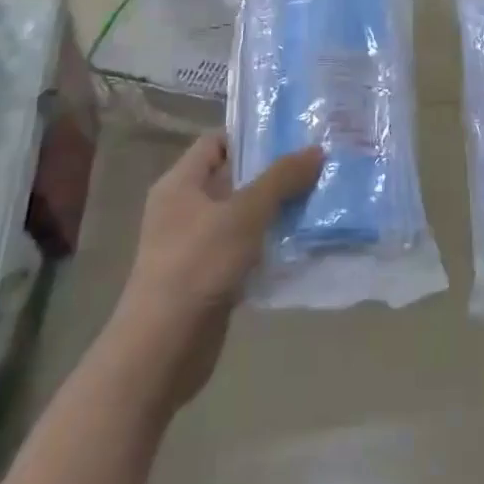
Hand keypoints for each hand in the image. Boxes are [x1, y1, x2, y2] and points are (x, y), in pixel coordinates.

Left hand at [109, 133, 323, 415]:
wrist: (163, 349)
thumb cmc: (198, 266)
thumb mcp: (244, 214)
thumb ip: (281, 179)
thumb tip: (316, 150)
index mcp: (180, 184)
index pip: (216, 142)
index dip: (252, 135)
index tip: (294, 134)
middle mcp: (184, 209)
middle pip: (234, 178)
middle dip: (274, 173)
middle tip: (318, 163)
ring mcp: (196, 245)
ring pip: (243, 215)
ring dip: (277, 209)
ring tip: (320, 197)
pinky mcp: (210, 276)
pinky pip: (246, 248)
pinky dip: (270, 243)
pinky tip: (304, 240)